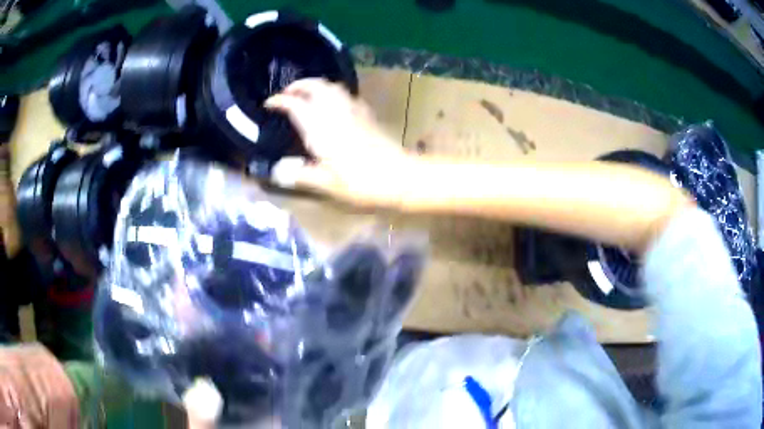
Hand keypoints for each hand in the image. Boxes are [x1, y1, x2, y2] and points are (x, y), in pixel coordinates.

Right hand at [265, 78, 415, 206]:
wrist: (400, 177)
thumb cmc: (361, 183)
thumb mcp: (326, 184)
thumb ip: (299, 175)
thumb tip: (275, 171)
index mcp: (320, 128)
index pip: (295, 104)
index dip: (280, 101)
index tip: (269, 104)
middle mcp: (335, 112)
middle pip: (315, 86)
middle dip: (298, 85)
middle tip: (286, 93)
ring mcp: (353, 110)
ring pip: (332, 86)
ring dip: (316, 85)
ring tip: (306, 94)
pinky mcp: (367, 114)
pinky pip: (346, 94)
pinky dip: (333, 92)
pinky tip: (332, 103)